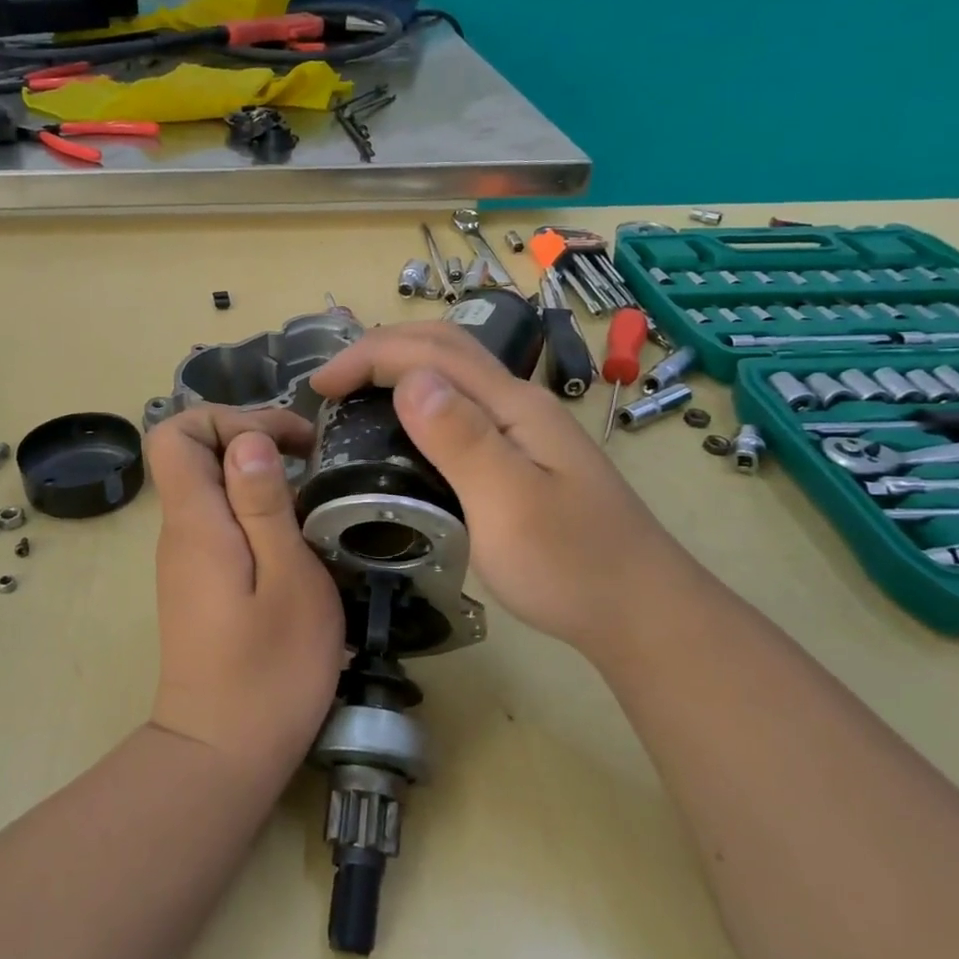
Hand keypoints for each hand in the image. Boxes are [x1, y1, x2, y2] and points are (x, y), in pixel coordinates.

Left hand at [144, 407, 345, 784]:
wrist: (222, 752)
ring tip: (312, 495)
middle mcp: (180, 532)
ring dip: (257, 475)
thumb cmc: (269, 669)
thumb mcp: (288, 579)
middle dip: (250, 438)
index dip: (228, 418)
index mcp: (196, 522)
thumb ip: (265, 505)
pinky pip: (219, 520)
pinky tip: (295, 535)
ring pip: (209, 487)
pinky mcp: (199, 582)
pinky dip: (255, 509)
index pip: (175, 434)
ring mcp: (186, 558)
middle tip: (310, 458)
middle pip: (192, 454)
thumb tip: (247, 440)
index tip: (288, 440)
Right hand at [309, 323, 690, 659]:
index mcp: (513, 406)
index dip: (368, 356)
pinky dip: (420, 400)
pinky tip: (406, 430)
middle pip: (446, 347)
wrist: (639, 612)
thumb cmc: (571, 565)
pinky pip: (461, 408)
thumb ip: (461, 439)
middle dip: (381, 349)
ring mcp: (525, 430)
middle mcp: (519, 404)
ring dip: (401, 368)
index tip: (318, 387)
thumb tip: (410, 380)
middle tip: (331, 382)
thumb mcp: (509, 503)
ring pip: (455, 374)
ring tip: (356, 394)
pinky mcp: (522, 457)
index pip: (431, 352)